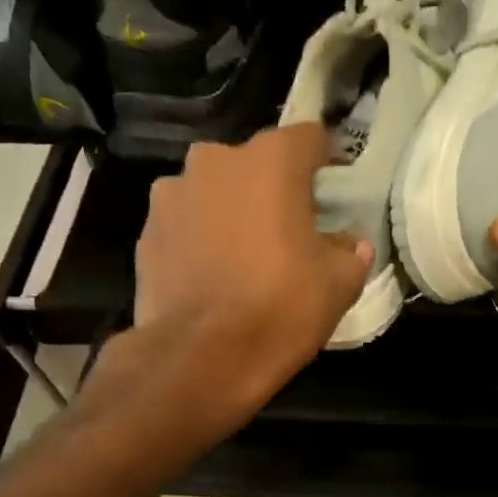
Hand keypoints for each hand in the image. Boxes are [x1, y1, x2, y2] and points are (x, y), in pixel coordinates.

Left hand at [87, 125, 370, 450]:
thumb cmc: (279, 310)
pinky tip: (210, 276)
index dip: (326, 162)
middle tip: (287, 231)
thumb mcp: (337, 286)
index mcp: (271, 161)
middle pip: (256, 164)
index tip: (332, 192)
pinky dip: (200, 239)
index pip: (310, 138)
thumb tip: (350, 244)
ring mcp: (172, 193)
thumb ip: (351, 253)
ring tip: (242, 257)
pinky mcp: (146, 231)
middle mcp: (216, 160)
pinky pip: (185, 224)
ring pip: (215, 192)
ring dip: (231, 211)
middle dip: (273, 189)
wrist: (199, 358)